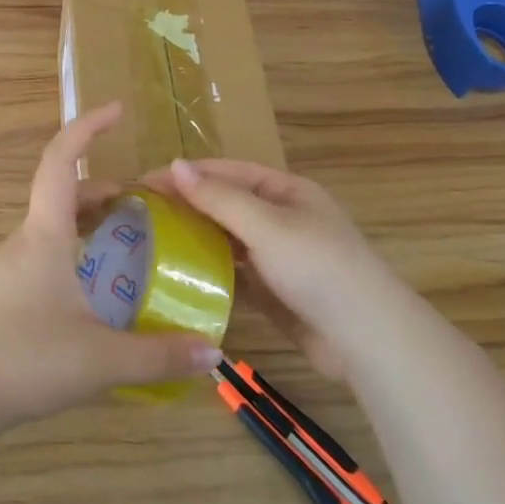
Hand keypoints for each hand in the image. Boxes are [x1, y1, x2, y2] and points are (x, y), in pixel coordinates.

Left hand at [0, 105, 222, 431]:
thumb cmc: (23, 359)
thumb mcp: (100, 360)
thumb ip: (158, 355)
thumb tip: (212, 352)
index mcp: (45, 234)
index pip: (61, 160)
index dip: (87, 128)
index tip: (117, 110)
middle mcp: (27, 239)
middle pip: (66, 193)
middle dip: (107, 188)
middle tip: (149, 204)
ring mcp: (13, 264)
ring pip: (57, 224)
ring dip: (93, 221)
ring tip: (134, 241)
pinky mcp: (8, 290)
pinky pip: (49, 251)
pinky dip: (79, 249)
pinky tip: (101, 288)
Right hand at [149, 159, 396, 381]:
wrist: (365, 338)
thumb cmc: (317, 267)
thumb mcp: (266, 225)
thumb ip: (218, 197)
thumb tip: (175, 165)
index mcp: (285, 191)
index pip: (226, 172)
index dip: (186, 174)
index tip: (143, 182)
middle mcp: (281, 218)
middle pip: (225, 204)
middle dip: (186, 206)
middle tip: (139, 214)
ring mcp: (278, 257)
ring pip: (227, 240)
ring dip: (195, 238)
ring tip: (150, 242)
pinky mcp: (274, 291)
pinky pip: (234, 273)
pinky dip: (209, 271)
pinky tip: (179, 275)